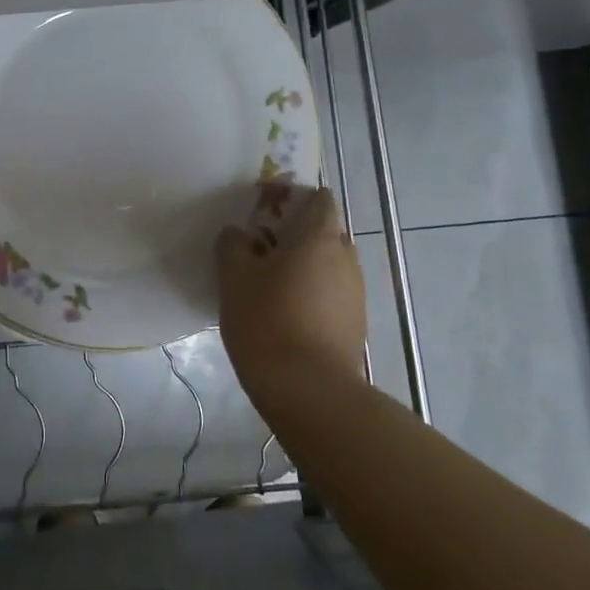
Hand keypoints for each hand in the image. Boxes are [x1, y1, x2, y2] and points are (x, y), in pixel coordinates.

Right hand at [216, 186, 366, 392]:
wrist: (309, 392)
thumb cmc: (268, 321)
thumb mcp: (234, 277)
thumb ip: (233, 244)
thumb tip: (238, 235)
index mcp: (320, 236)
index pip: (319, 198)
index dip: (293, 198)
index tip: (264, 212)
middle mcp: (346, 258)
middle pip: (323, 232)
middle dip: (294, 235)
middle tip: (259, 250)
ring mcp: (356, 293)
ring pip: (327, 265)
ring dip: (303, 267)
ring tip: (268, 286)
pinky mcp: (356, 325)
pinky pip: (331, 294)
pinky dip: (311, 294)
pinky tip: (284, 314)